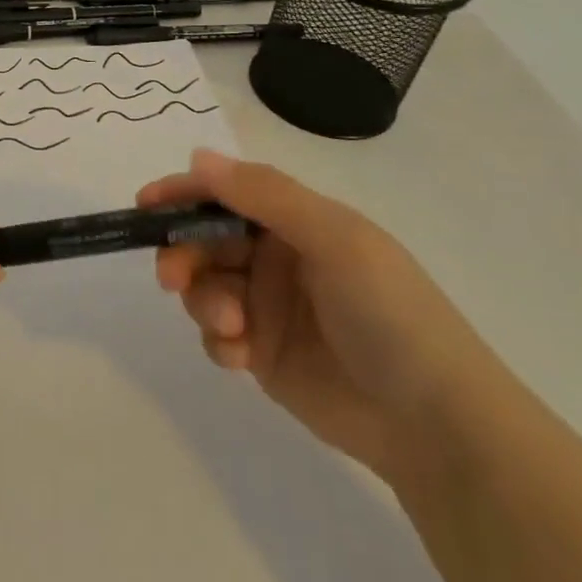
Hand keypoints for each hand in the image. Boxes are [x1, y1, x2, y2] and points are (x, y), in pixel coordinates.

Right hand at [143, 149, 508, 481]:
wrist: (435, 424)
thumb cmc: (390, 314)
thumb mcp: (335, 240)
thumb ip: (265, 196)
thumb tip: (199, 157)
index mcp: (299, 222)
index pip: (230, 193)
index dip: (186, 193)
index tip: (146, 205)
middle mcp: (278, 258)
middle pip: (207, 240)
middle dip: (184, 254)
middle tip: (171, 276)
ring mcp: (268, 307)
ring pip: (205, 286)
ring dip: (204, 301)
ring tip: (231, 326)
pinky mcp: (262, 353)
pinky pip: (216, 334)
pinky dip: (219, 340)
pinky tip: (242, 356)